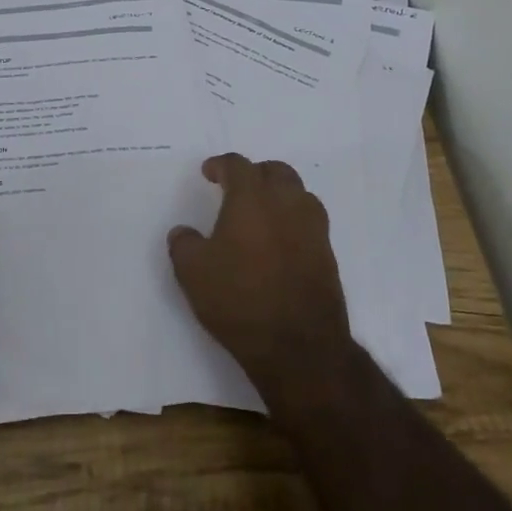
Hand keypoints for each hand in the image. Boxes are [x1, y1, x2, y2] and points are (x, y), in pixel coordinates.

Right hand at [168, 154, 354, 401]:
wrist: (299, 345)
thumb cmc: (239, 300)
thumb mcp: (192, 272)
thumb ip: (183, 244)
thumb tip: (183, 232)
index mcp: (252, 198)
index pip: (237, 166)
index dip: (220, 165)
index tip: (208, 173)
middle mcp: (286, 203)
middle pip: (275, 171)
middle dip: (254, 174)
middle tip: (237, 188)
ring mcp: (312, 227)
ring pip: (297, 192)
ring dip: (279, 193)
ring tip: (261, 212)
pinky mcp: (327, 253)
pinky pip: (310, 220)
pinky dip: (293, 219)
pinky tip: (280, 240)